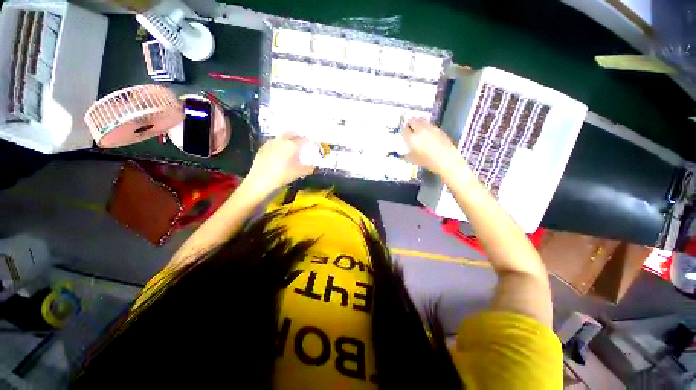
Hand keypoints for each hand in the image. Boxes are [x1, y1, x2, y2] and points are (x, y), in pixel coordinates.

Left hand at [245, 134, 315, 194]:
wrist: (261, 181)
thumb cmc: (282, 176)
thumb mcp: (299, 173)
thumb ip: (309, 168)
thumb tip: (314, 166)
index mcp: (292, 145)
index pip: (303, 139)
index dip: (309, 140)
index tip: (311, 142)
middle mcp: (281, 140)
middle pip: (291, 133)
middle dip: (297, 134)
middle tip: (301, 138)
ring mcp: (271, 143)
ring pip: (281, 136)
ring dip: (287, 138)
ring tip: (291, 143)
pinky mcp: (262, 147)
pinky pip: (273, 141)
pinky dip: (278, 143)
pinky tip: (279, 149)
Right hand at [402, 118, 463, 176]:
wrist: (446, 160)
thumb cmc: (427, 161)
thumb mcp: (413, 160)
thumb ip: (407, 155)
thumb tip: (405, 154)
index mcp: (412, 138)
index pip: (404, 130)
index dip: (404, 132)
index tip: (404, 135)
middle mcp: (420, 130)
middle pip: (412, 121)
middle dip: (410, 124)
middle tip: (410, 129)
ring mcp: (430, 128)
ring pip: (421, 120)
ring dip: (418, 123)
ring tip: (418, 130)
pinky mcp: (439, 129)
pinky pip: (429, 124)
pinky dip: (426, 127)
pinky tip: (428, 134)